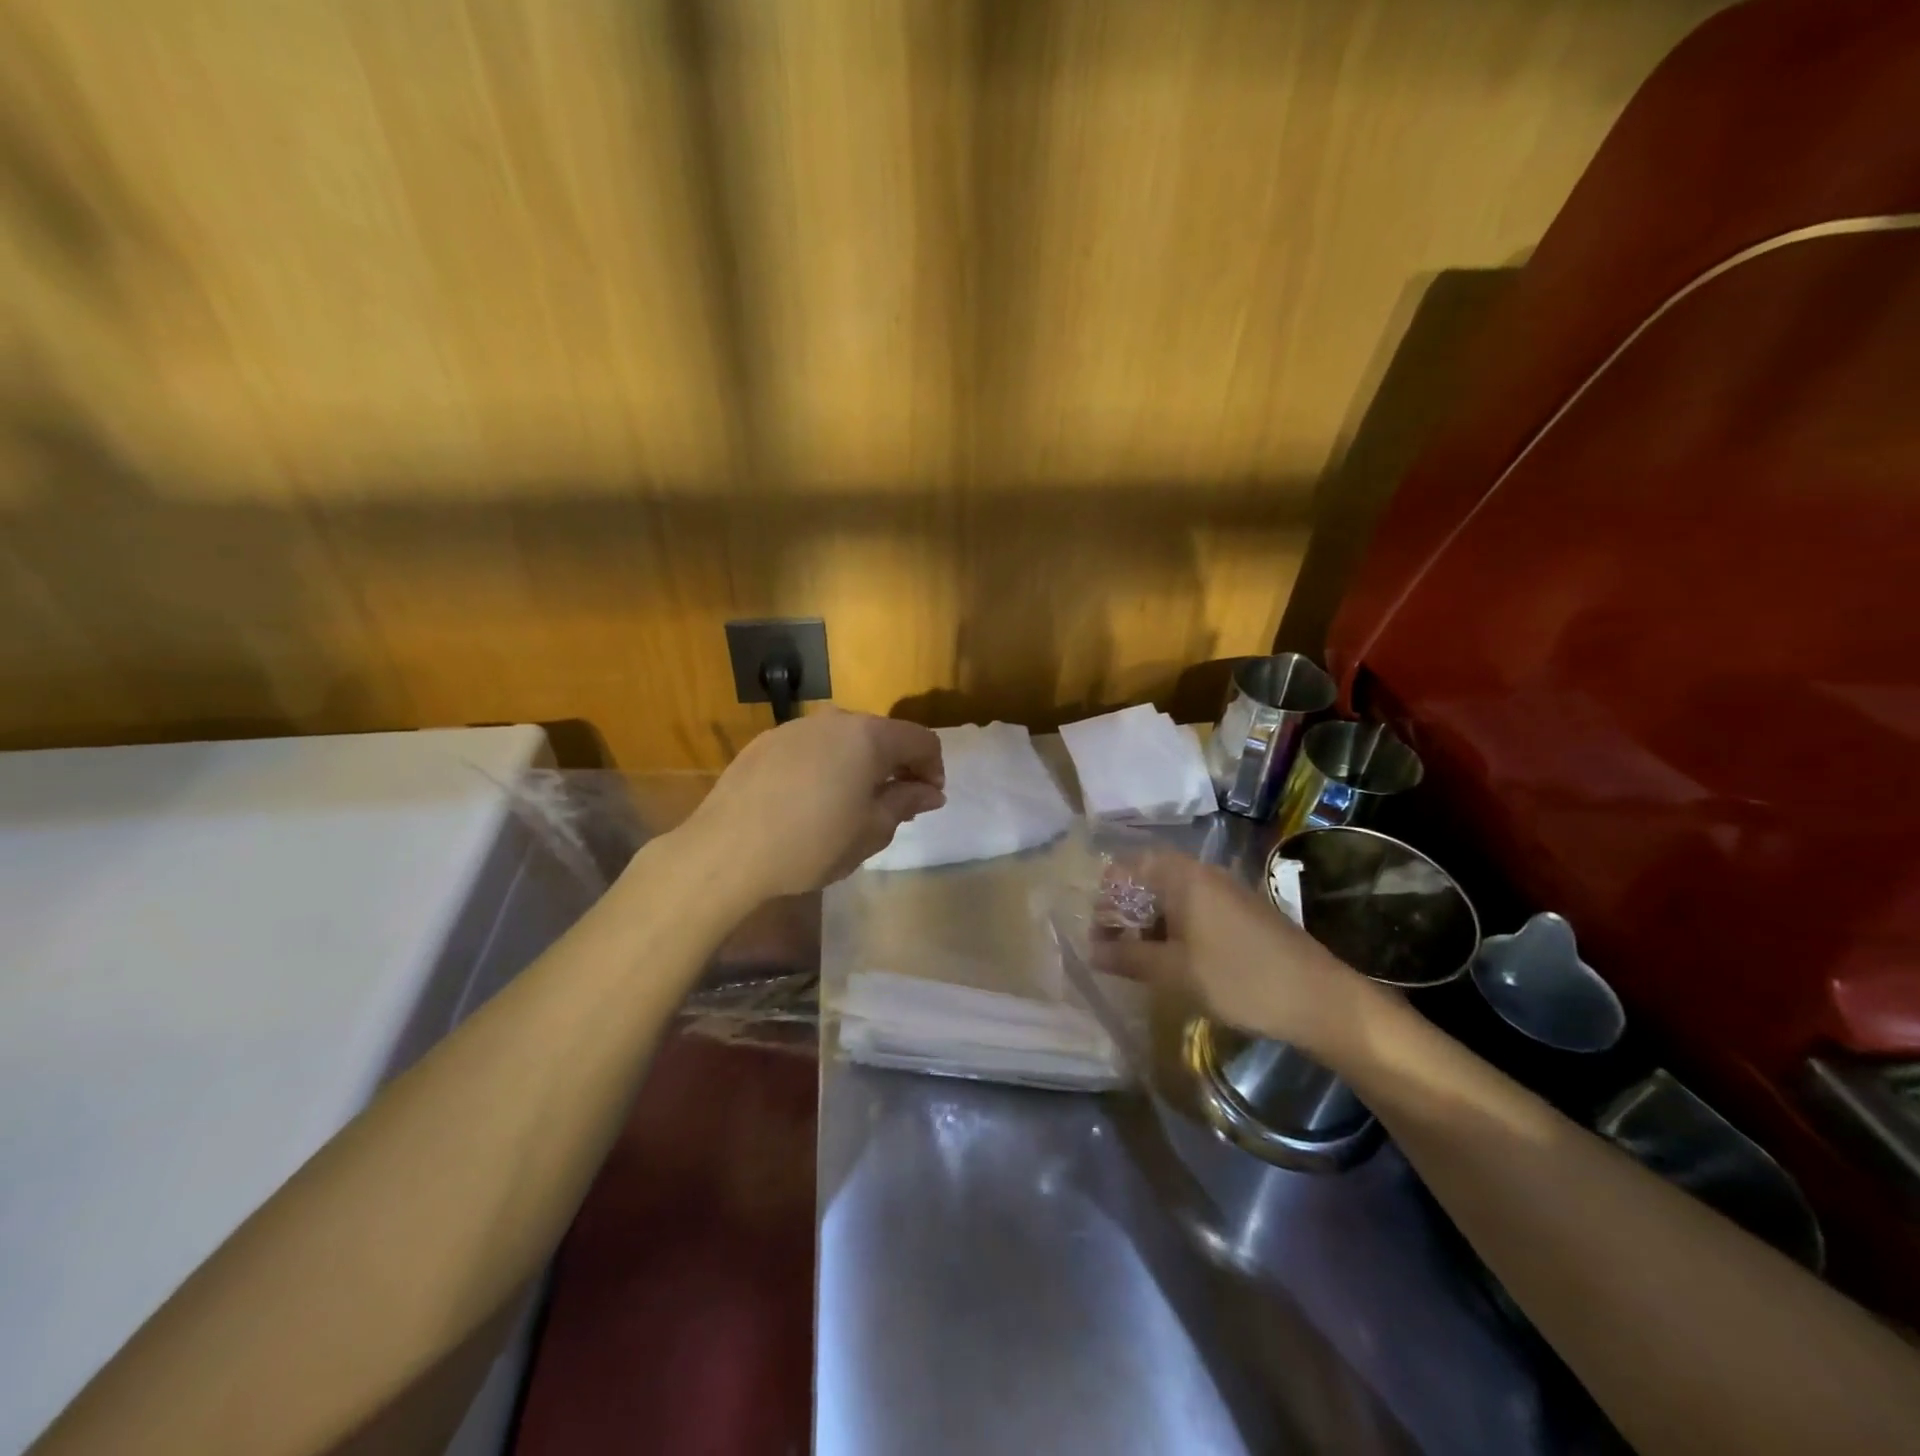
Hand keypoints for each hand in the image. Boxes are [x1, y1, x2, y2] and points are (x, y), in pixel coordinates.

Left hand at [679, 709, 945, 901]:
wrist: (727, 851)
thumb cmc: (812, 844)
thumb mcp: (871, 831)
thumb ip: (905, 803)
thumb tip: (929, 792)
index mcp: (869, 737)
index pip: (921, 740)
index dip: (933, 769)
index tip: (926, 802)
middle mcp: (835, 720)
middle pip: (882, 734)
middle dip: (896, 766)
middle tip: (894, 806)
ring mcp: (796, 727)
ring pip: (844, 739)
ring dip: (860, 765)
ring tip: (850, 803)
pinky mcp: (765, 742)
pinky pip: (811, 747)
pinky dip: (825, 766)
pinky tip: (810, 800)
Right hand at [1091, 852, 1368, 1057]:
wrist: (1320, 999)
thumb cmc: (1239, 978)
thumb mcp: (1174, 972)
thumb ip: (1128, 956)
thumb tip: (1091, 950)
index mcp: (1183, 876)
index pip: (1129, 865)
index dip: (1107, 893)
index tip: (1096, 927)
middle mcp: (1204, 874)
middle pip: (1150, 880)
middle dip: (1127, 911)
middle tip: (1112, 947)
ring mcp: (1227, 892)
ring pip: (1174, 897)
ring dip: (1151, 923)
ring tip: (1140, 959)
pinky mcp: (1243, 913)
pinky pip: (1197, 910)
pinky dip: (1177, 929)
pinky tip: (1176, 962)